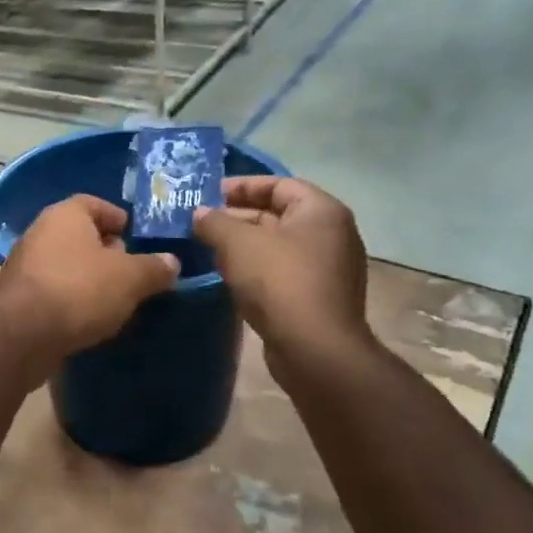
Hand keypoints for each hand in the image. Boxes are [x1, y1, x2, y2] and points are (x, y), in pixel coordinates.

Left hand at [0, 195, 179, 366]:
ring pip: (67, 265)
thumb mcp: (130, 278)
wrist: (23, 334)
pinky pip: (55, 290)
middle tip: (134, 273)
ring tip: (118, 300)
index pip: (95, 204)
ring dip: (90, 279)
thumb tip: (171, 262)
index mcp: (65, 214)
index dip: (119, 218)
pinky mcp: (19, 297)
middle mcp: (40, 232)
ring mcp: (25, 265)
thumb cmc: (80, 289)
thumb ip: (154, 268)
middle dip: (107, 252)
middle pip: (81, 236)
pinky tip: (91, 319)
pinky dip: (73, 300)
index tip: (139, 238)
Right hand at [192, 176, 373, 382]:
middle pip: (277, 214)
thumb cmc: (278, 281)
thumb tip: (200, 214)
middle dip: (237, 217)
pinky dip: (255, 267)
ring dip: (243, 244)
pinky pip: (282, 270)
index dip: (241, 186)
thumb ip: (214, 222)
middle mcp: (332, 234)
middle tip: (201, 223)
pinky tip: (228, 276)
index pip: (278, 184)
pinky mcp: (318, 296)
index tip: (208, 195)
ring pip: (277, 244)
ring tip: (207, 248)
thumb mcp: (237, 243)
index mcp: (321, 211)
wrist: (314, 348)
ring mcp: (328, 268)